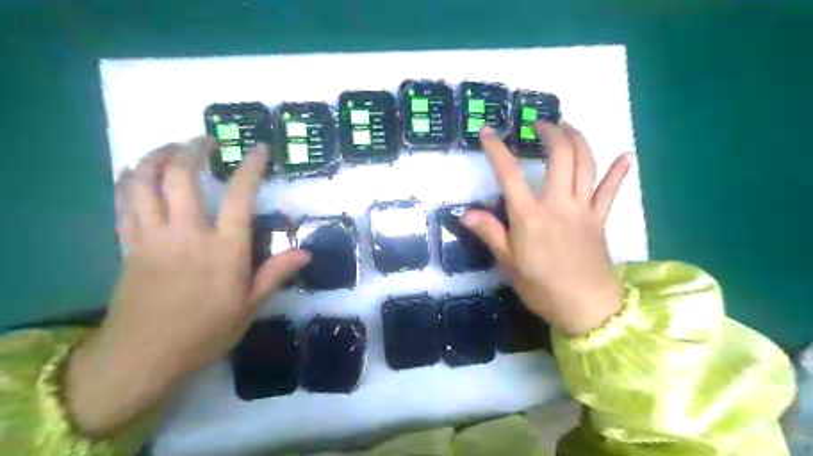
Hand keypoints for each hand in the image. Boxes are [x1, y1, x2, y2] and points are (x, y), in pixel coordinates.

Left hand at [64, 137, 308, 434]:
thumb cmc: (205, 332)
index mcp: (224, 249)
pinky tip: (137, 174)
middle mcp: (187, 234)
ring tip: (170, 148)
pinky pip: (124, 204)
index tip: (258, 149)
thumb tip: (307, 253)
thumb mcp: (250, 306)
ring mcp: (152, 237)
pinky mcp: (128, 246)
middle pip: (182, 178)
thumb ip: (276, 273)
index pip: (239, 196)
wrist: (143, 357)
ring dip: (156, 158)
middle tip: (204, 139)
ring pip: (144, 184)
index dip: (250, 167)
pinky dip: (130, 182)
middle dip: (191, 150)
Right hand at [459, 122, 630, 336]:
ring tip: (568, 128)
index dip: (497, 150)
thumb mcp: (509, 264)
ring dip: (578, 140)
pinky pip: (611, 191)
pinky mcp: (600, 219)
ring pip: (586, 164)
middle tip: (540, 125)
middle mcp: (558, 204)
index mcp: (530, 216)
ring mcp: (583, 209)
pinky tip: (626, 155)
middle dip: (551, 133)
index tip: (487, 132)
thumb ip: (490, 234)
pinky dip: (619, 172)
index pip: (510, 174)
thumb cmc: (542, 288)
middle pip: (560, 156)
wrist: (587, 309)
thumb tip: (465, 214)